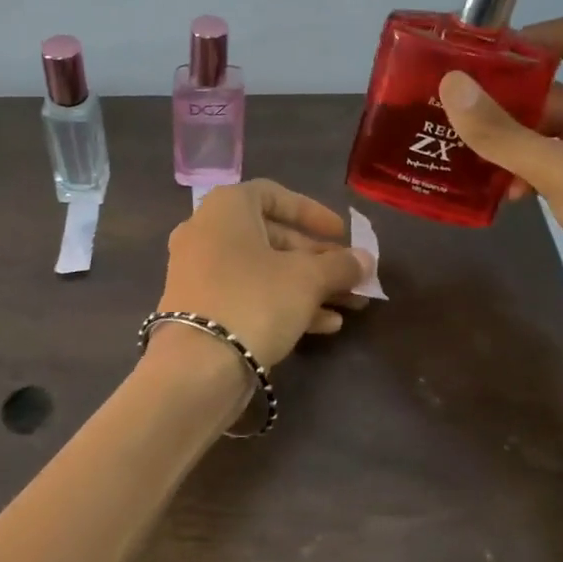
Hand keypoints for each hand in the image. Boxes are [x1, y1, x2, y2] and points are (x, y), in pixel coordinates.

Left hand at [156, 180, 372, 366]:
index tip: (342, 234)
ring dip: (308, 286)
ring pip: (263, 271)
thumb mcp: (307, 279)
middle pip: (272, 237)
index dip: (312, 212)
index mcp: (225, 208)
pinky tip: (324, 326)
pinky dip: (283, 303)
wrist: (198, 366)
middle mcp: (206, 232)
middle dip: (318, 258)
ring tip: (350, 305)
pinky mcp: (200, 308)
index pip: (273, 195)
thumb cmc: (255, 301)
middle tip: (352, 276)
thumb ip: (340, 264)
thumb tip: (364, 260)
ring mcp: (199, 272)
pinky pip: (247, 295)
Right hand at [439, 13, 562, 403]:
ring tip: (463, 160)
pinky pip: (554, 170)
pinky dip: (524, 175)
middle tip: (448, 116)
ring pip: (548, 135)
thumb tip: (451, 84)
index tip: (481, 64)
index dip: (533, 39)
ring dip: (508, 143)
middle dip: (503, 99)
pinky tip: (501, 197)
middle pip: (554, 89)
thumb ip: (505, 133)